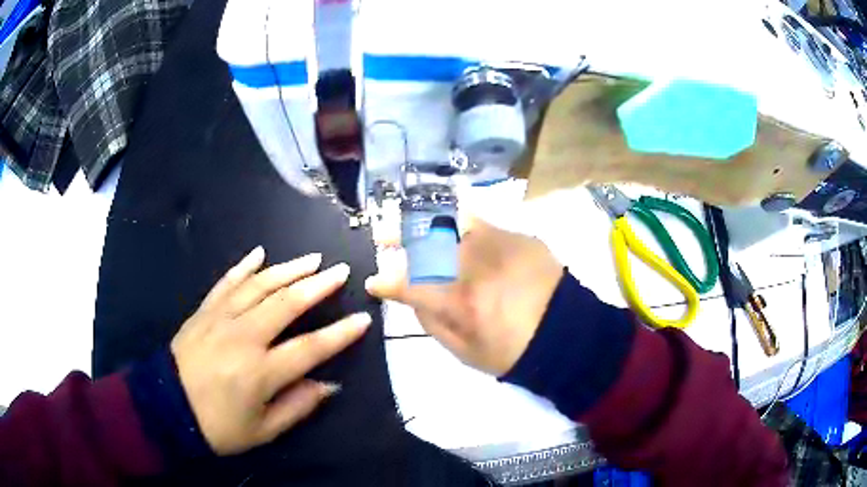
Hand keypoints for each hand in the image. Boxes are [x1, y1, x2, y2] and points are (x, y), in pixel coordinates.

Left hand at [171, 247, 370, 454]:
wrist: (167, 407)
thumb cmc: (217, 426)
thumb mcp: (262, 430)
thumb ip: (297, 406)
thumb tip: (328, 384)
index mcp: (260, 372)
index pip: (310, 348)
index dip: (340, 334)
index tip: (363, 320)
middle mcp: (243, 337)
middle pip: (286, 303)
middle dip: (318, 285)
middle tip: (340, 270)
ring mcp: (221, 318)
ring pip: (259, 285)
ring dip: (288, 269)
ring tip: (311, 259)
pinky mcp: (204, 311)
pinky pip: (227, 282)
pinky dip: (244, 266)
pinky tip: (259, 253)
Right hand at [366, 220, 561, 375]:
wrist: (567, 334)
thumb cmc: (513, 351)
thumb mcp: (464, 351)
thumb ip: (432, 321)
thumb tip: (412, 297)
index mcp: (458, 300)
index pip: (408, 284)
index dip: (385, 282)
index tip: (374, 282)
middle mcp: (473, 265)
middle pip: (424, 240)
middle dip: (395, 237)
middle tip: (382, 238)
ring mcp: (496, 244)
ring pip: (451, 220)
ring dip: (423, 220)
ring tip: (410, 221)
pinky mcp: (517, 236)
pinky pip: (480, 221)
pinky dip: (458, 222)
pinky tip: (451, 224)